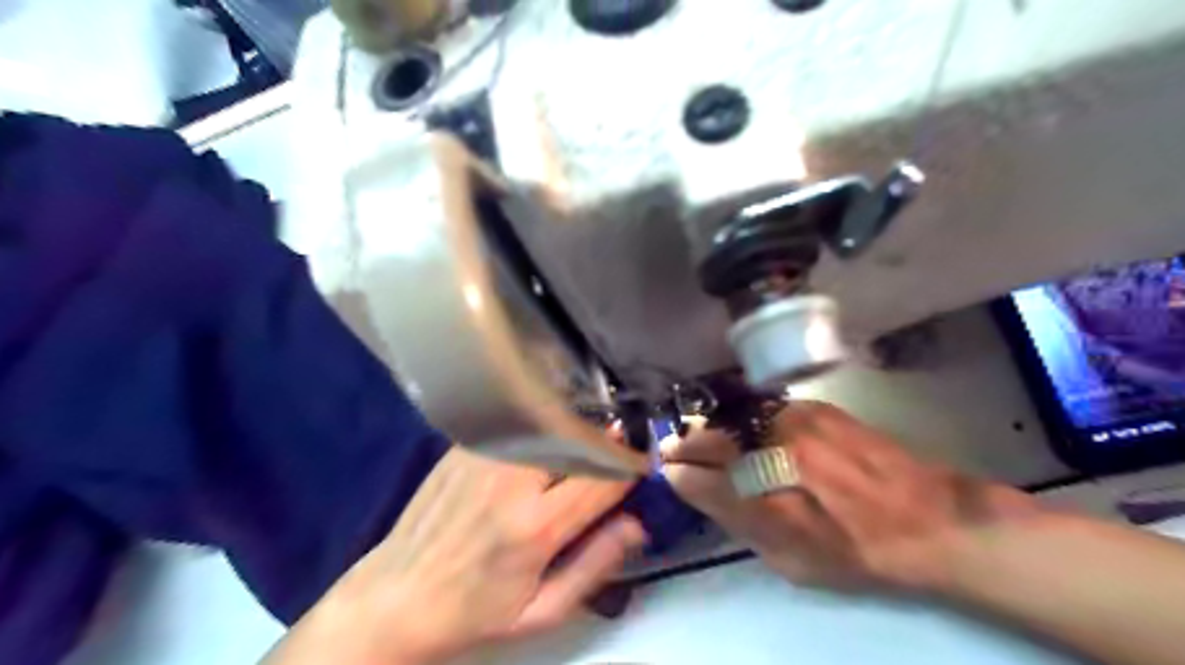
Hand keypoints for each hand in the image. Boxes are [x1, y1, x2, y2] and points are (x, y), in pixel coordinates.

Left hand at [271, 447, 644, 663]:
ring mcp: (485, 458)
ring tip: (584, 442)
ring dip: (575, 429)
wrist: (395, 597)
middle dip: (606, 440)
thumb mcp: (541, 612)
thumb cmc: (473, 612)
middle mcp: (512, 482)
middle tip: (617, 446)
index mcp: (535, 528)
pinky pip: (517, 424)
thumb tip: (637, 523)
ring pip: (549, 423)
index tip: (644, 463)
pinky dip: (541, 425)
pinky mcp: (465, 447)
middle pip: (578, 439)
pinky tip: (544, 439)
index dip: (632, 466)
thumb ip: (595, 565)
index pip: (603, 479)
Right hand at [663, 401, 1037, 591]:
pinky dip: (749, 421)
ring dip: (718, 429)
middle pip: (712, 437)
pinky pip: (764, 410)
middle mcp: (776, 452)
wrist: (930, 518)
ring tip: (712, 442)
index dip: (678, 470)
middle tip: (678, 451)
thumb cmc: (855, 552)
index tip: (667, 467)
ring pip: (736, 418)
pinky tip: (754, 433)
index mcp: (767, 498)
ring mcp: (795, 421)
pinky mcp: (814, 407)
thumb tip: (692, 485)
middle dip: (688, 443)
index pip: (700, 475)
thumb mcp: (789, 558)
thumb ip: (735, 519)